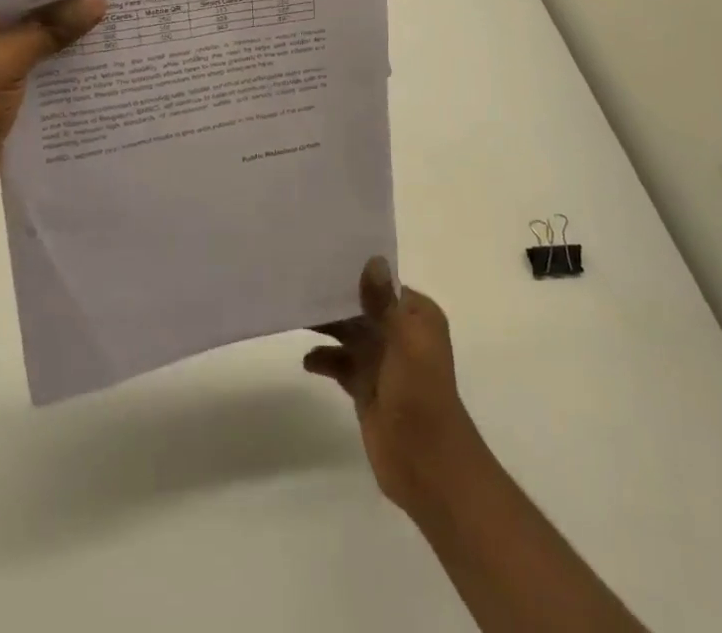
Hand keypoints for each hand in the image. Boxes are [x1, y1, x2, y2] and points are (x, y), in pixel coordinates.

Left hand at [0, 0, 104, 220]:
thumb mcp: (6, 58)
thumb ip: (53, 27)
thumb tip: (100, 0)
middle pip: (22, 3)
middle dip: (62, 1)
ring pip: (30, 33)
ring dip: (63, 32)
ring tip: (115, 13)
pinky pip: (32, 61)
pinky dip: (57, 59)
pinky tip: (97, 52)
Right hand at [303, 257, 483, 515]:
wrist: (427, 465)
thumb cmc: (420, 394)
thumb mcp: (404, 341)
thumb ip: (383, 302)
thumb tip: (372, 259)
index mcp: (416, 316)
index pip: (383, 282)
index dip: (356, 270)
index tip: (323, 255)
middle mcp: (399, 333)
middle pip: (361, 306)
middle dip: (334, 297)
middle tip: (298, 281)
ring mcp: (381, 361)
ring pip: (348, 333)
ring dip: (326, 325)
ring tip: (295, 314)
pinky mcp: (366, 388)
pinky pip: (340, 363)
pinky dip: (324, 358)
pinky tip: (307, 360)